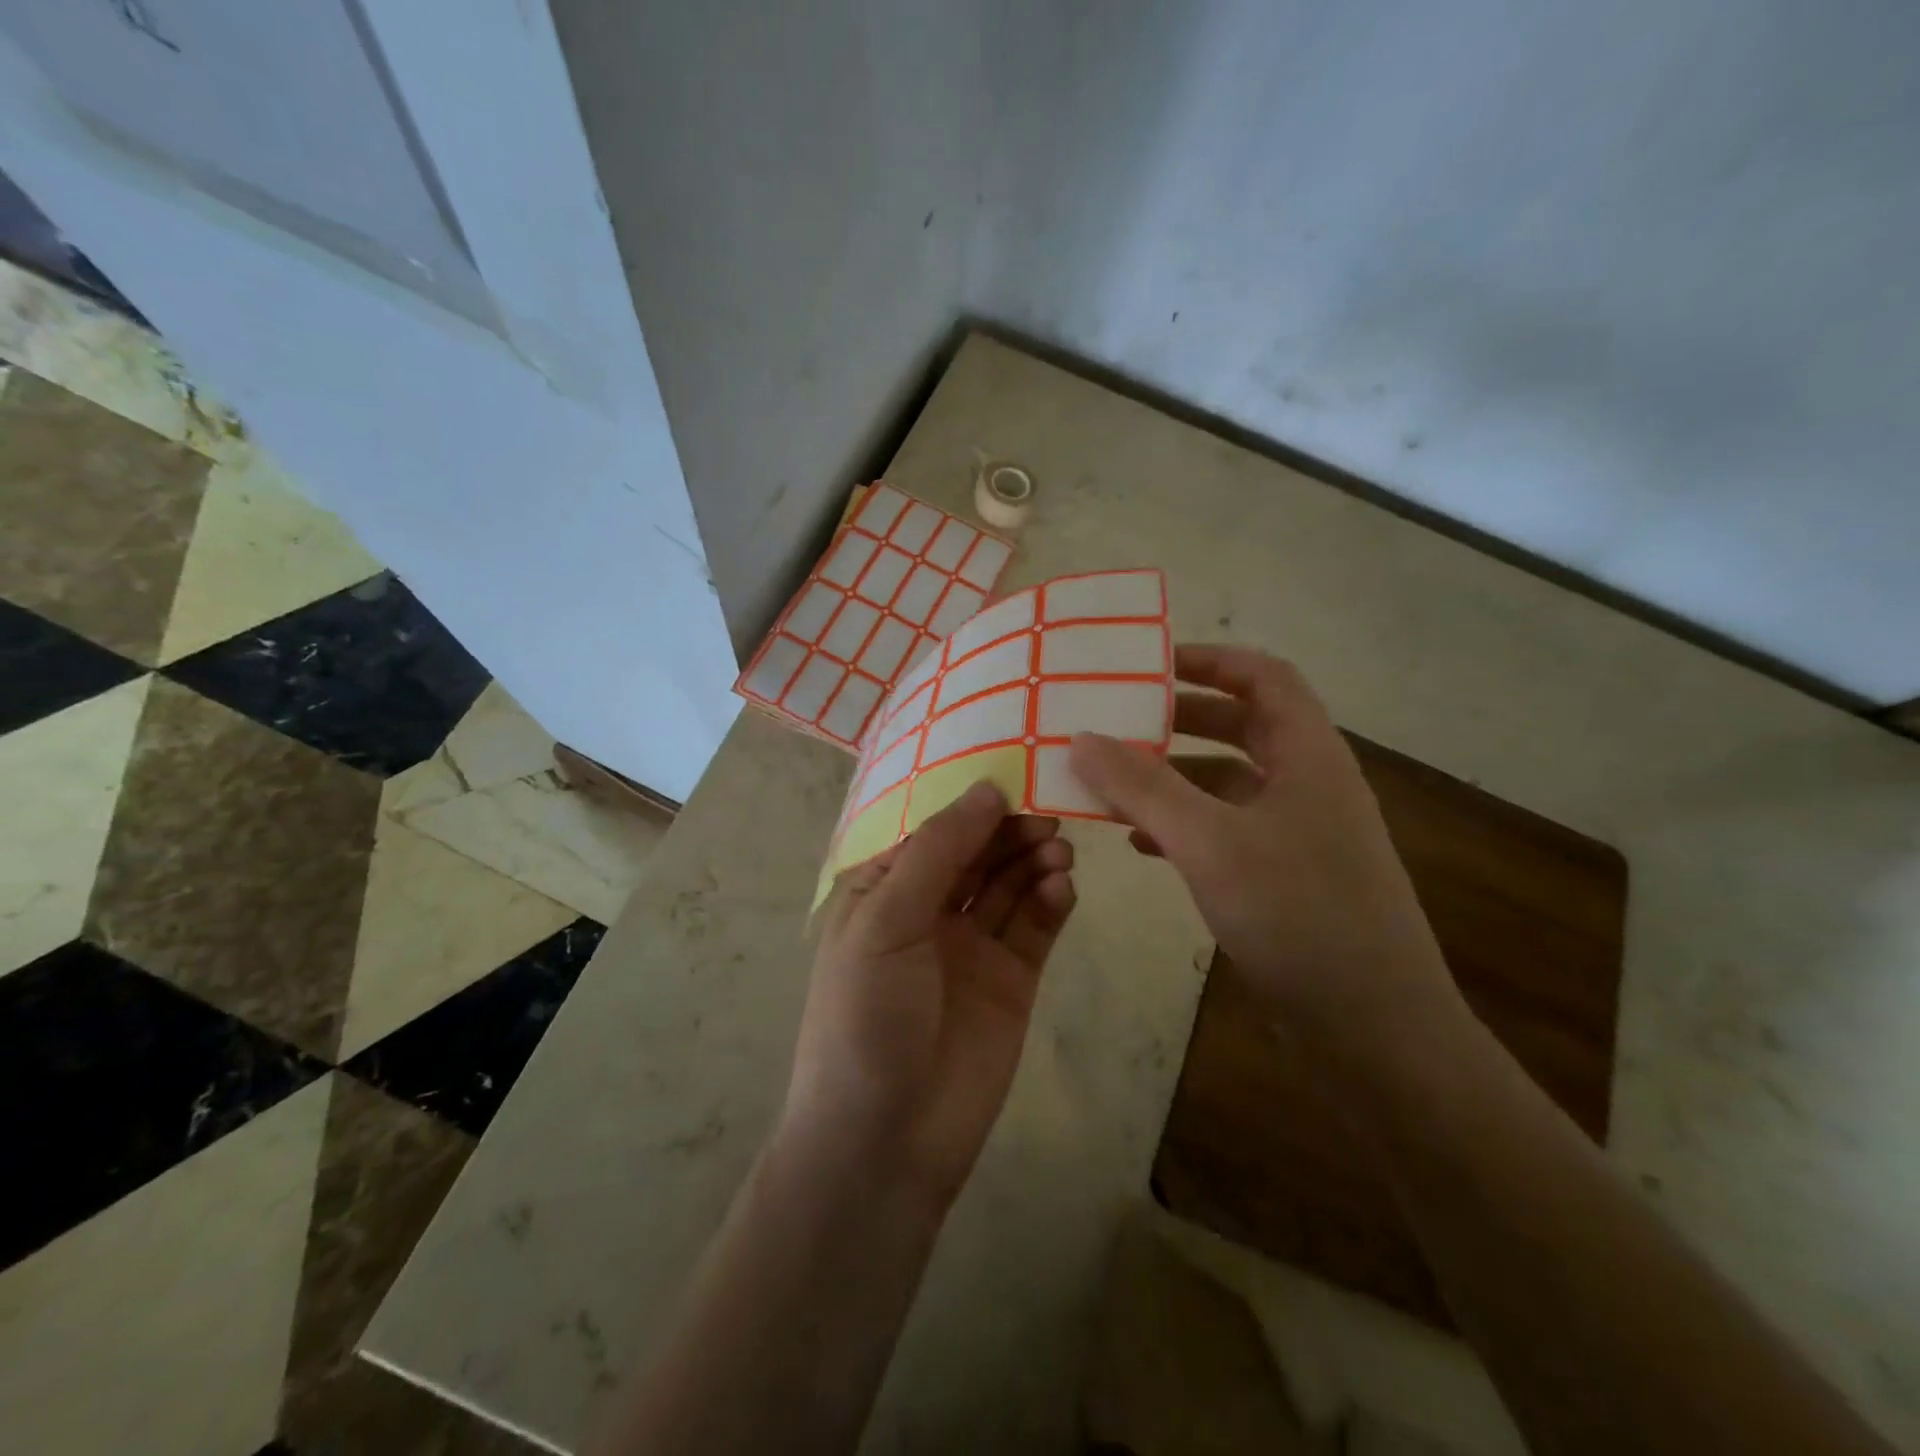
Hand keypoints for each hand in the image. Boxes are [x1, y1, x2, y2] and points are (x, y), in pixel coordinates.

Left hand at [782, 781, 1077, 1212]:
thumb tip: (987, 790)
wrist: (884, 1141)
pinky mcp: (1012, 980)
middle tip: (1049, 808)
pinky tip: (1063, 887)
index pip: (933, 826)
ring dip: (1034, 859)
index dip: (971, 799)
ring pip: (1011, 883)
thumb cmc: (866, 1016)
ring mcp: (973, 945)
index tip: (1015, 767)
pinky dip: (1051, 901)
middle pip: (978, 851)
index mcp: (884, 888)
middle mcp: (929, 909)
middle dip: (1010, 828)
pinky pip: (1036, 927)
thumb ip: (937, 852)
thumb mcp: (885, 922)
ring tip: (1058, 850)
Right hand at [1069, 645, 1459, 1060]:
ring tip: (1112, 782)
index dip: (1210, 659)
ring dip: (1173, 777)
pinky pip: (1227, 830)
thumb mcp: (1210, 843)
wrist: (1375, 1031)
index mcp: (1309, 756)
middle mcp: (1308, 784)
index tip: (1148, 664)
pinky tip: (1140, 844)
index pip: (1264, 676)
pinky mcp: (1286, 877)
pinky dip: (1184, 825)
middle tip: (1117, 720)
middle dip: (1179, 719)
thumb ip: (1143, 787)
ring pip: (1228, 783)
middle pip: (1242, 726)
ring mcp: (1300, 834)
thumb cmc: (1300, 916)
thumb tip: (1081, 737)